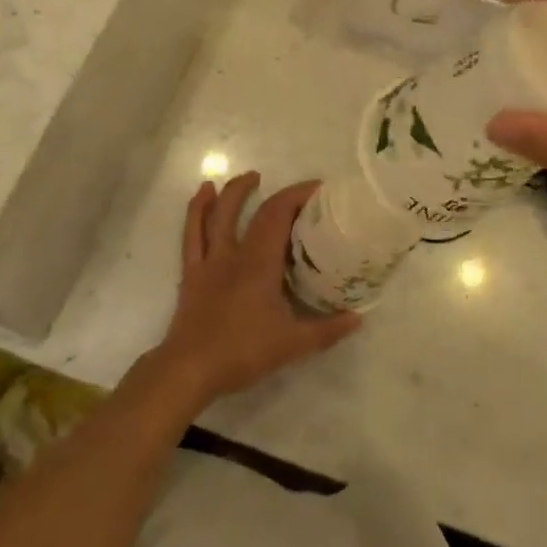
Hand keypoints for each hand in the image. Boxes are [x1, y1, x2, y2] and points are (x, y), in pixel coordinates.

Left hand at [154, 174, 361, 406]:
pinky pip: (192, 233)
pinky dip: (196, 210)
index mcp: (259, 262)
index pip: (278, 214)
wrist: (190, 369)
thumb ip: (327, 330)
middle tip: (295, 191)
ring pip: (217, 214)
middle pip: (252, 211)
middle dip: (275, 193)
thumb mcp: (292, 344)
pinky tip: (202, 195)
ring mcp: (209, 260)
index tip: (318, 189)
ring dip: (233, 192)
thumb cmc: (242, 352)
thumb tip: (357, 318)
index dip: (297, 195)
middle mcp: (234, 253)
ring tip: (248, 177)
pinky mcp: (191, 272)